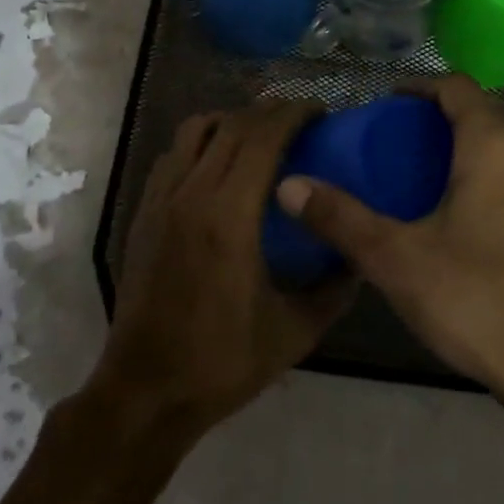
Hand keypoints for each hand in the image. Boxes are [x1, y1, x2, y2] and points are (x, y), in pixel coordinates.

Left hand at [87, 101, 353, 439]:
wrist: (146, 391)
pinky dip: (199, 143)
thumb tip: (360, 258)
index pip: (262, 137)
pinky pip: (173, 154)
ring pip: (195, 130)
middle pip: (232, 125)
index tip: (319, 112)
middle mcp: (192, 194)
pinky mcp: (143, 213)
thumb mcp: (294, 332)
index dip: (293, 114)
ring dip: (231, 121)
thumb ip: (335, 291)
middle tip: (299, 119)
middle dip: (269, 111)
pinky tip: (216, 165)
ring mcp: (161, 200)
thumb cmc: (222, 361)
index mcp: (230, 216)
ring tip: (257, 135)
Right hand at [275, 75, 503, 406]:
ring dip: (469, 155)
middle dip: (440, 124)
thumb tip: (289, 186)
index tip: (387, 106)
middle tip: (397, 149)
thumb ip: (341, 218)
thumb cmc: (476, 298)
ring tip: (430, 184)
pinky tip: (468, 226)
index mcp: (494, 147)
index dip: (420, 88)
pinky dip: (493, 185)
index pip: (458, 87)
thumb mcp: (396, 258)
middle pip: (483, 117)